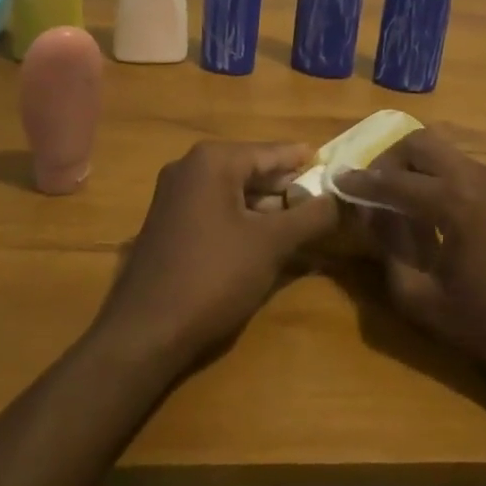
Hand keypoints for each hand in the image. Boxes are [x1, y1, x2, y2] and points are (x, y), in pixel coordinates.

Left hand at [95, 140, 338, 372]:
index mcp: (213, 160)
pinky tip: (263, 241)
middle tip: (322, 202)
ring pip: (233, 191)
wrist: (144, 333)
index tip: (333, 168)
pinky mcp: (166, 223)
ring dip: (265, 206)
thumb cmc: (213, 277)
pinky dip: (241, 218)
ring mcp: (173, 195)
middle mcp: (189, 167)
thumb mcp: (271, 245)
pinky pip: (214, 209)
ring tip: (300, 223)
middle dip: (286, 187)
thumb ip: (311, 217)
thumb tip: (341, 198)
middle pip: (251, 169)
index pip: (272, 152)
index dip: (304, 162)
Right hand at [343, 131, 485, 397]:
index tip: (336, 179)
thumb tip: (371, 214)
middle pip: (420, 144)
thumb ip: (389, 249)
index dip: (361, 182)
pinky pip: (460, 166)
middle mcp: (475, 177)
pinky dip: (436, 174)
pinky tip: (427, 207)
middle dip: (389, 160)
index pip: (394, 180)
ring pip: (442, 151)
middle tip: (370, 187)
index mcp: (454, 201)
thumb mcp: (421, 297)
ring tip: (395, 197)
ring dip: (414, 165)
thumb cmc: (484, 324)